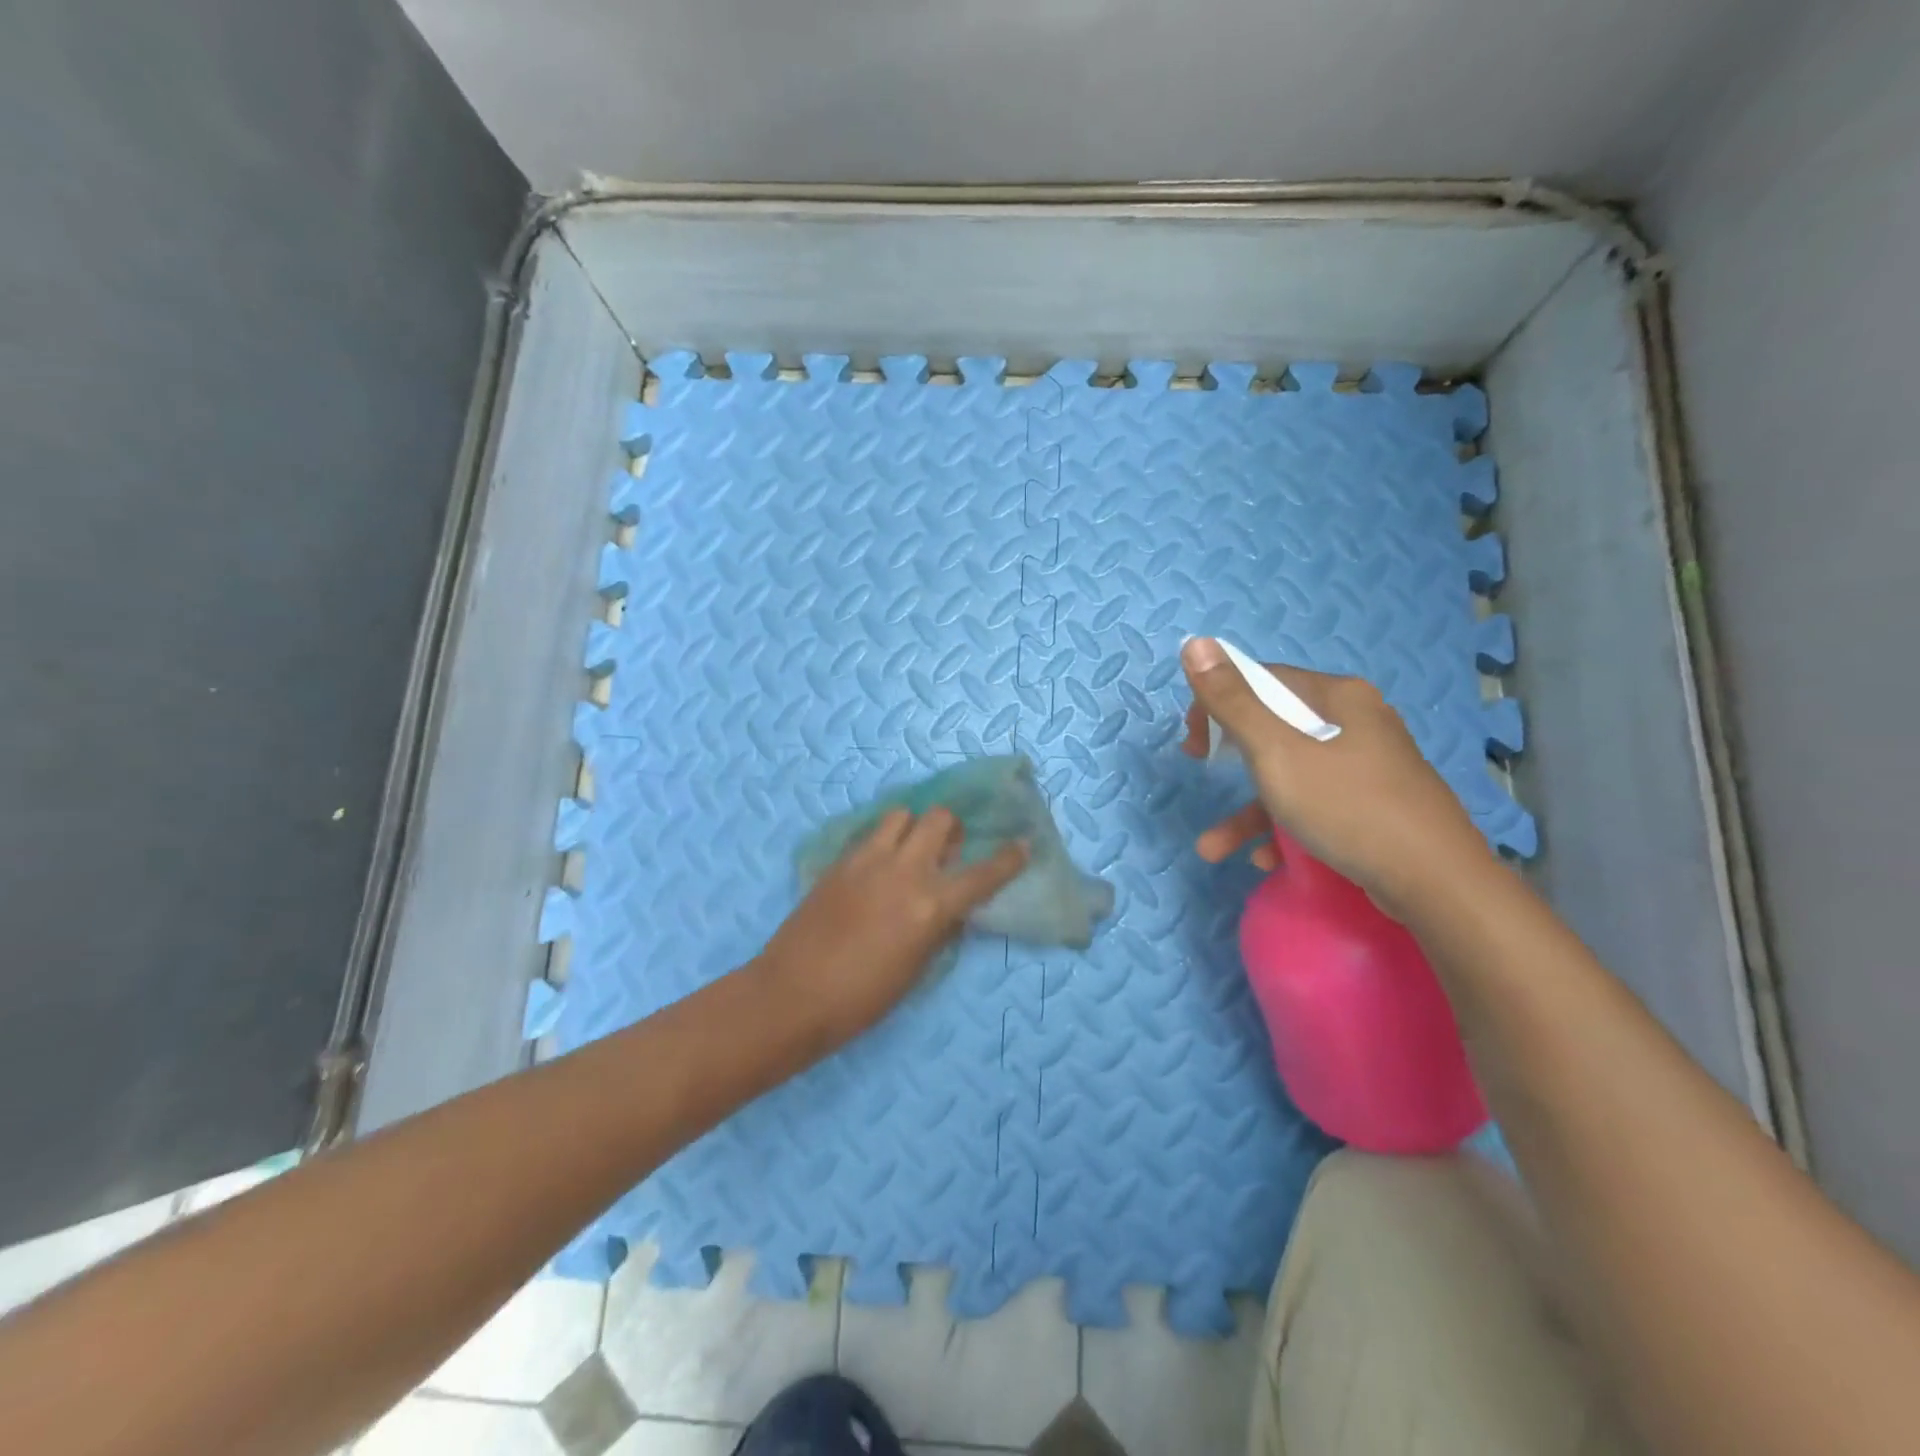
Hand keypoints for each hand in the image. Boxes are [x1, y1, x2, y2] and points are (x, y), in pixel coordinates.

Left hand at [756, 807, 1028, 1043]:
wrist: (792, 995)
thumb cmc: (862, 999)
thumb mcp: (915, 969)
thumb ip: (939, 929)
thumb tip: (952, 909)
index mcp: (929, 906)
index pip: (982, 874)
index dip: (1008, 858)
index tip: (1023, 843)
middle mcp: (903, 871)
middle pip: (938, 819)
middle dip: (951, 828)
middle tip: (948, 848)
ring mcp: (867, 860)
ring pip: (901, 815)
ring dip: (913, 827)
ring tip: (910, 851)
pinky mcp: (839, 861)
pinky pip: (870, 835)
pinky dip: (884, 841)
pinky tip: (878, 866)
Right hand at [1180, 637, 1494, 918]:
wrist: (1438, 884)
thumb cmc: (1349, 808)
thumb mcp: (1277, 753)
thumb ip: (1233, 702)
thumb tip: (1196, 643)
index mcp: (1338, 697)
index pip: (1264, 681)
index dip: (1219, 704)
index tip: (1195, 743)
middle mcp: (1357, 722)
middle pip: (1275, 728)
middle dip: (1231, 760)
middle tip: (1202, 772)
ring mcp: (1369, 767)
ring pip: (1292, 775)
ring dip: (1249, 810)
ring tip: (1213, 849)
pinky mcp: (1376, 807)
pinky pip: (1317, 805)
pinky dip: (1285, 827)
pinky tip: (1268, 858)